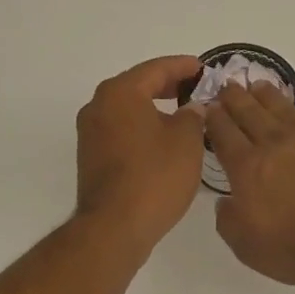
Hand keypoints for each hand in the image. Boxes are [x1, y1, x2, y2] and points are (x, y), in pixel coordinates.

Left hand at [75, 56, 206, 257]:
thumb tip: (191, 108)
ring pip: (128, 109)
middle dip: (168, 86)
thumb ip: (192, 115)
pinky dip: (142, 127)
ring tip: (183, 114)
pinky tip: (163, 139)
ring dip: (154, 108)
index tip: (203, 67)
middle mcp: (98, 106)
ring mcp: (90, 133)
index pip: (156, 69)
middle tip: (196, 88)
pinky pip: (121, 130)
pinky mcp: (91, 156)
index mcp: (120, 93)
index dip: (183, 66)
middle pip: (138, 86)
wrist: (115, 227)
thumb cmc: (155, 177)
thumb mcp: (186, 141)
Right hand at [207, 78, 294, 284]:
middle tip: (228, 85)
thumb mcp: (247, 246)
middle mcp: (275, 144)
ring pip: (284, 107)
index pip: (224, 136)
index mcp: (248, 168)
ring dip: (269, 94)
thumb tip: (224, 201)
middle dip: (236, 99)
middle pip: (250, 114)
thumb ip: (229, 221)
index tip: (208, 106)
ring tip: (259, 83)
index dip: (215, 120)